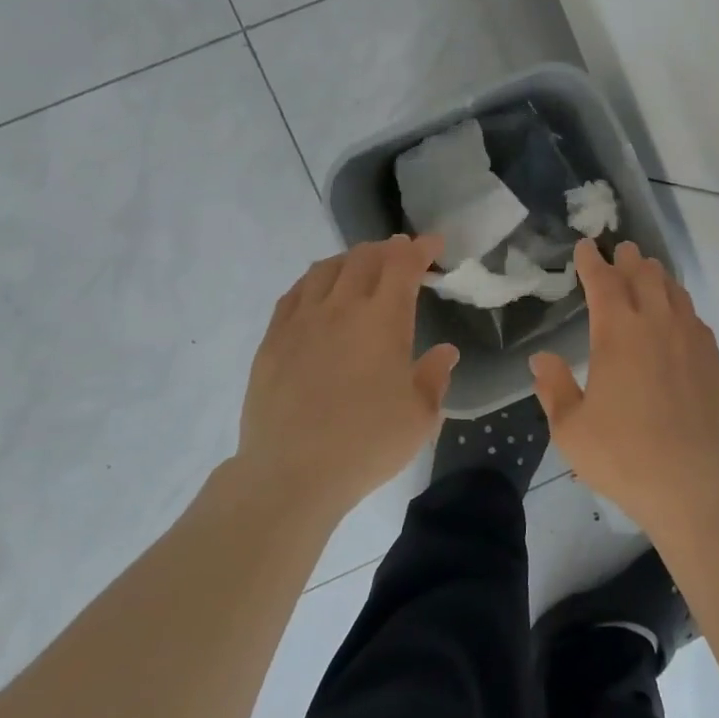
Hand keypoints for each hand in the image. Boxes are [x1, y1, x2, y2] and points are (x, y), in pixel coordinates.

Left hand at [238, 235, 458, 520]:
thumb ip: (435, 377)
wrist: (291, 473)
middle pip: (364, 258)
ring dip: (350, 259)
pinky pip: (295, 293)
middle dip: (387, 249)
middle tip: (401, 255)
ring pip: (326, 269)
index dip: (420, 249)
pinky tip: (319, 291)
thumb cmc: (366, 444)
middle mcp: (342, 308)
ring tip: (362, 267)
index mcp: (383, 320)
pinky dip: (315, 280)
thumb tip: (445, 352)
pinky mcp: (273, 340)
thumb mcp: (420, 417)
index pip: (403, 265)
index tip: (433, 244)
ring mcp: (302, 321)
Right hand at [530, 239, 718, 534]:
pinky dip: (682, 306)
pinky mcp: (714, 361)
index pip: (603, 283)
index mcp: (618, 334)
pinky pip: (696, 319)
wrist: (693, 484)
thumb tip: (542, 359)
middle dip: (629, 260)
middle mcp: (657, 325)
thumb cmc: (622, 455)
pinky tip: (680, 316)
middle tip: (622, 250)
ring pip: (675, 292)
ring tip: (650, 271)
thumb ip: (554, 388)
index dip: (592, 262)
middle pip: (644, 277)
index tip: (585, 247)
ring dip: (658, 277)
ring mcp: (691, 341)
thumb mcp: (571, 428)